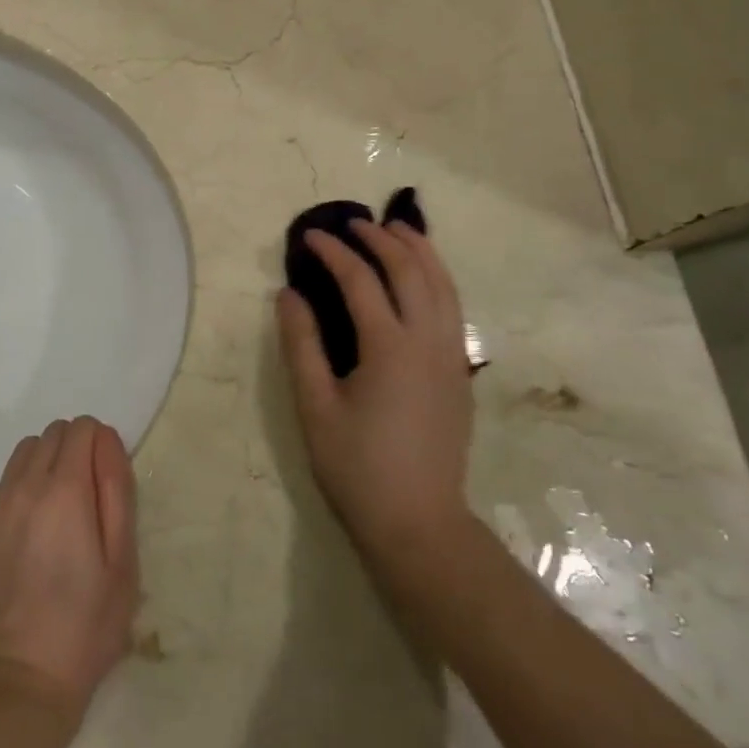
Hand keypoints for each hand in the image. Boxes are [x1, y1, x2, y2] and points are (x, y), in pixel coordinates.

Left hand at [0, 417, 138, 726]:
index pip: (81, 428)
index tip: (105, 478)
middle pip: (51, 434)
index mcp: (65, 491)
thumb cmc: (84, 628)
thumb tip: (106, 439)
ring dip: (44, 466)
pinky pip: (1, 487)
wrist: (15, 684)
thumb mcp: (123, 563)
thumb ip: (117, 490)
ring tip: (56, 515)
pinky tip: (27, 542)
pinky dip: (20, 494)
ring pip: (23, 455)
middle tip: (85, 499)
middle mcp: (23, 487)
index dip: (99, 444)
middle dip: (73, 450)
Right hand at [277, 219, 477, 572]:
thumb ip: (301, 344)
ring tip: (398, 229)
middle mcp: (429, 342)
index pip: (361, 280)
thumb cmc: (357, 468)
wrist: (419, 524)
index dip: (334, 252)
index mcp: (390, 348)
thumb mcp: (315, 406)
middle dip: (382, 239)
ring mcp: (451, 357)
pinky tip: (422, 277)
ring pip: (444, 285)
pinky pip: (453, 308)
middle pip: (411, 271)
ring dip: (421, 251)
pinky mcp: (460, 374)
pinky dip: (438, 278)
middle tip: (353, 223)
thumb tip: (288, 294)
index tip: (310, 236)